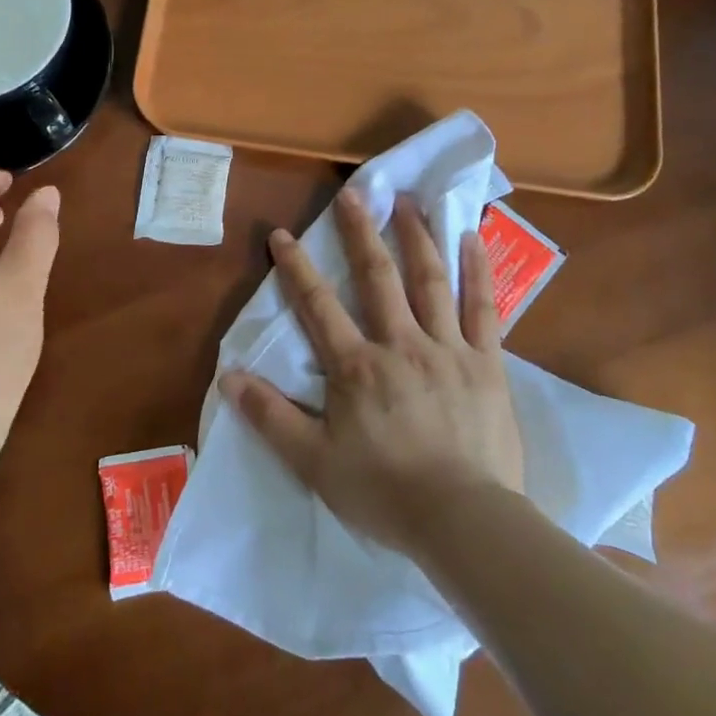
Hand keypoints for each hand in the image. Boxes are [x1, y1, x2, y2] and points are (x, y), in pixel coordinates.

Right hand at [225, 189, 524, 555]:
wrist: (464, 521)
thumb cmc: (384, 492)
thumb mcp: (313, 462)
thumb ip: (270, 417)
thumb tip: (228, 377)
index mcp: (356, 367)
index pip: (318, 306)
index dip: (296, 268)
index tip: (282, 235)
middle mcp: (400, 344)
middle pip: (378, 278)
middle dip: (361, 233)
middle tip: (354, 194)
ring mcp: (448, 349)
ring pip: (430, 281)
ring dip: (417, 237)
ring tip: (408, 201)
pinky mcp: (487, 363)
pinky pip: (484, 308)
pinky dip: (478, 271)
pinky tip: (472, 238)